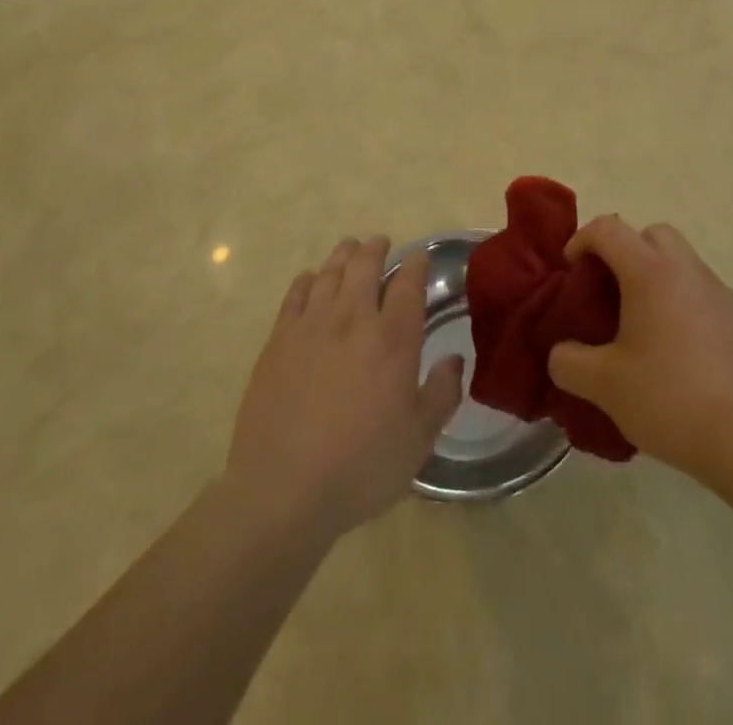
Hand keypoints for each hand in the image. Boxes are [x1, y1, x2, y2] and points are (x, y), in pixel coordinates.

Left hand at [226, 238, 463, 540]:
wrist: (282, 489)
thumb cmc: (361, 467)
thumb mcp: (418, 440)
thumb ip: (442, 394)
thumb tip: (454, 360)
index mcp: (393, 339)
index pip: (408, 283)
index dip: (417, 264)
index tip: (420, 257)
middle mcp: (353, 319)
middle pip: (365, 265)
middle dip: (376, 248)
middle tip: (381, 243)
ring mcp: (311, 325)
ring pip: (330, 272)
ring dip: (343, 255)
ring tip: (350, 249)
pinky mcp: (279, 340)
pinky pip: (296, 293)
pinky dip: (308, 279)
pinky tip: (311, 280)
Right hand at [547, 216, 732, 481]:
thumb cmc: (669, 400)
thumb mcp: (603, 385)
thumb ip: (569, 362)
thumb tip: (561, 354)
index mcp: (651, 272)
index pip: (608, 229)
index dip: (582, 240)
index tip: (571, 272)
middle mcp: (687, 269)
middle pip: (651, 234)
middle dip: (624, 250)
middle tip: (608, 290)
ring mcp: (719, 291)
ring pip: (680, 261)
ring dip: (655, 275)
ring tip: (640, 323)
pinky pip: (701, 291)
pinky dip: (681, 301)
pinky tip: (676, 349)